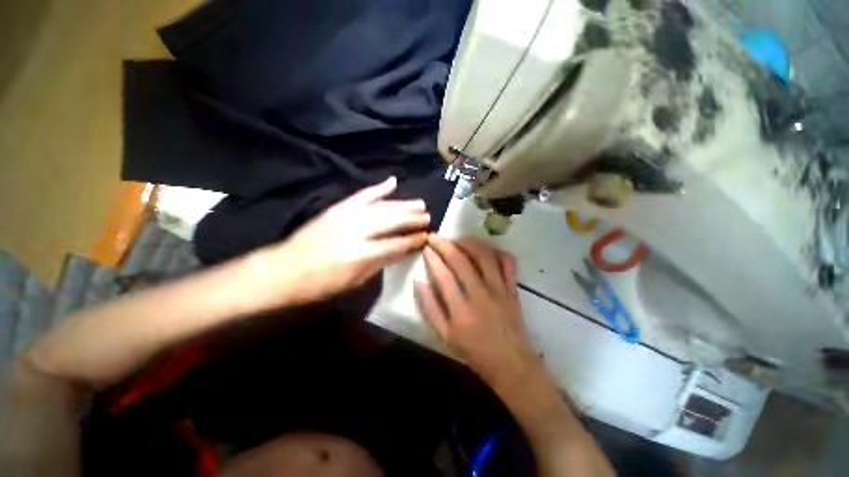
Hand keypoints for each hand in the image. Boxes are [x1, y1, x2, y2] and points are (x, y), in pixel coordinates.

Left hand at [268, 177, 429, 303]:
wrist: (284, 269)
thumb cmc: (321, 283)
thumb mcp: (354, 282)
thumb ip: (380, 263)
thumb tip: (401, 251)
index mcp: (360, 254)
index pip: (395, 245)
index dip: (413, 241)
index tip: (426, 237)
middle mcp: (356, 231)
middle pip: (391, 221)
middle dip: (412, 219)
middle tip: (428, 217)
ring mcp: (346, 216)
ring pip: (381, 206)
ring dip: (402, 204)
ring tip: (419, 203)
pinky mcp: (338, 208)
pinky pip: (362, 195)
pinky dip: (378, 188)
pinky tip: (392, 182)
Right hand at [415, 235, 539, 386]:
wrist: (511, 364)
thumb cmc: (474, 352)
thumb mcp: (445, 336)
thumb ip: (429, 309)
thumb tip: (418, 282)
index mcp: (461, 311)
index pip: (443, 275)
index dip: (432, 258)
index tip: (426, 248)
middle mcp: (480, 295)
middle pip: (461, 261)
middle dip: (445, 244)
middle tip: (436, 237)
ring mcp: (499, 290)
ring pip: (484, 256)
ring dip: (469, 242)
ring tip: (457, 238)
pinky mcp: (513, 289)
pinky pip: (507, 263)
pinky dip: (497, 251)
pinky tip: (486, 249)